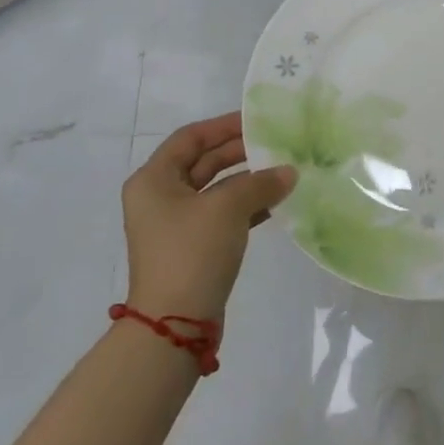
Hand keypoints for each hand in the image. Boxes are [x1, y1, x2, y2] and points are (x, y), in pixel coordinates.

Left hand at [121, 113, 295, 321]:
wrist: (175, 324)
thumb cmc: (191, 252)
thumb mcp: (227, 209)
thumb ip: (260, 183)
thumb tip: (289, 172)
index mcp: (154, 180)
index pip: (190, 138)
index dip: (223, 126)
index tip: (257, 120)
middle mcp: (160, 197)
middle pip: (203, 162)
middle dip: (240, 153)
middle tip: (276, 144)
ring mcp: (175, 224)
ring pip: (216, 190)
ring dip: (247, 181)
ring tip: (283, 171)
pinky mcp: (192, 247)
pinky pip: (222, 215)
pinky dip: (246, 206)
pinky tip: (275, 203)